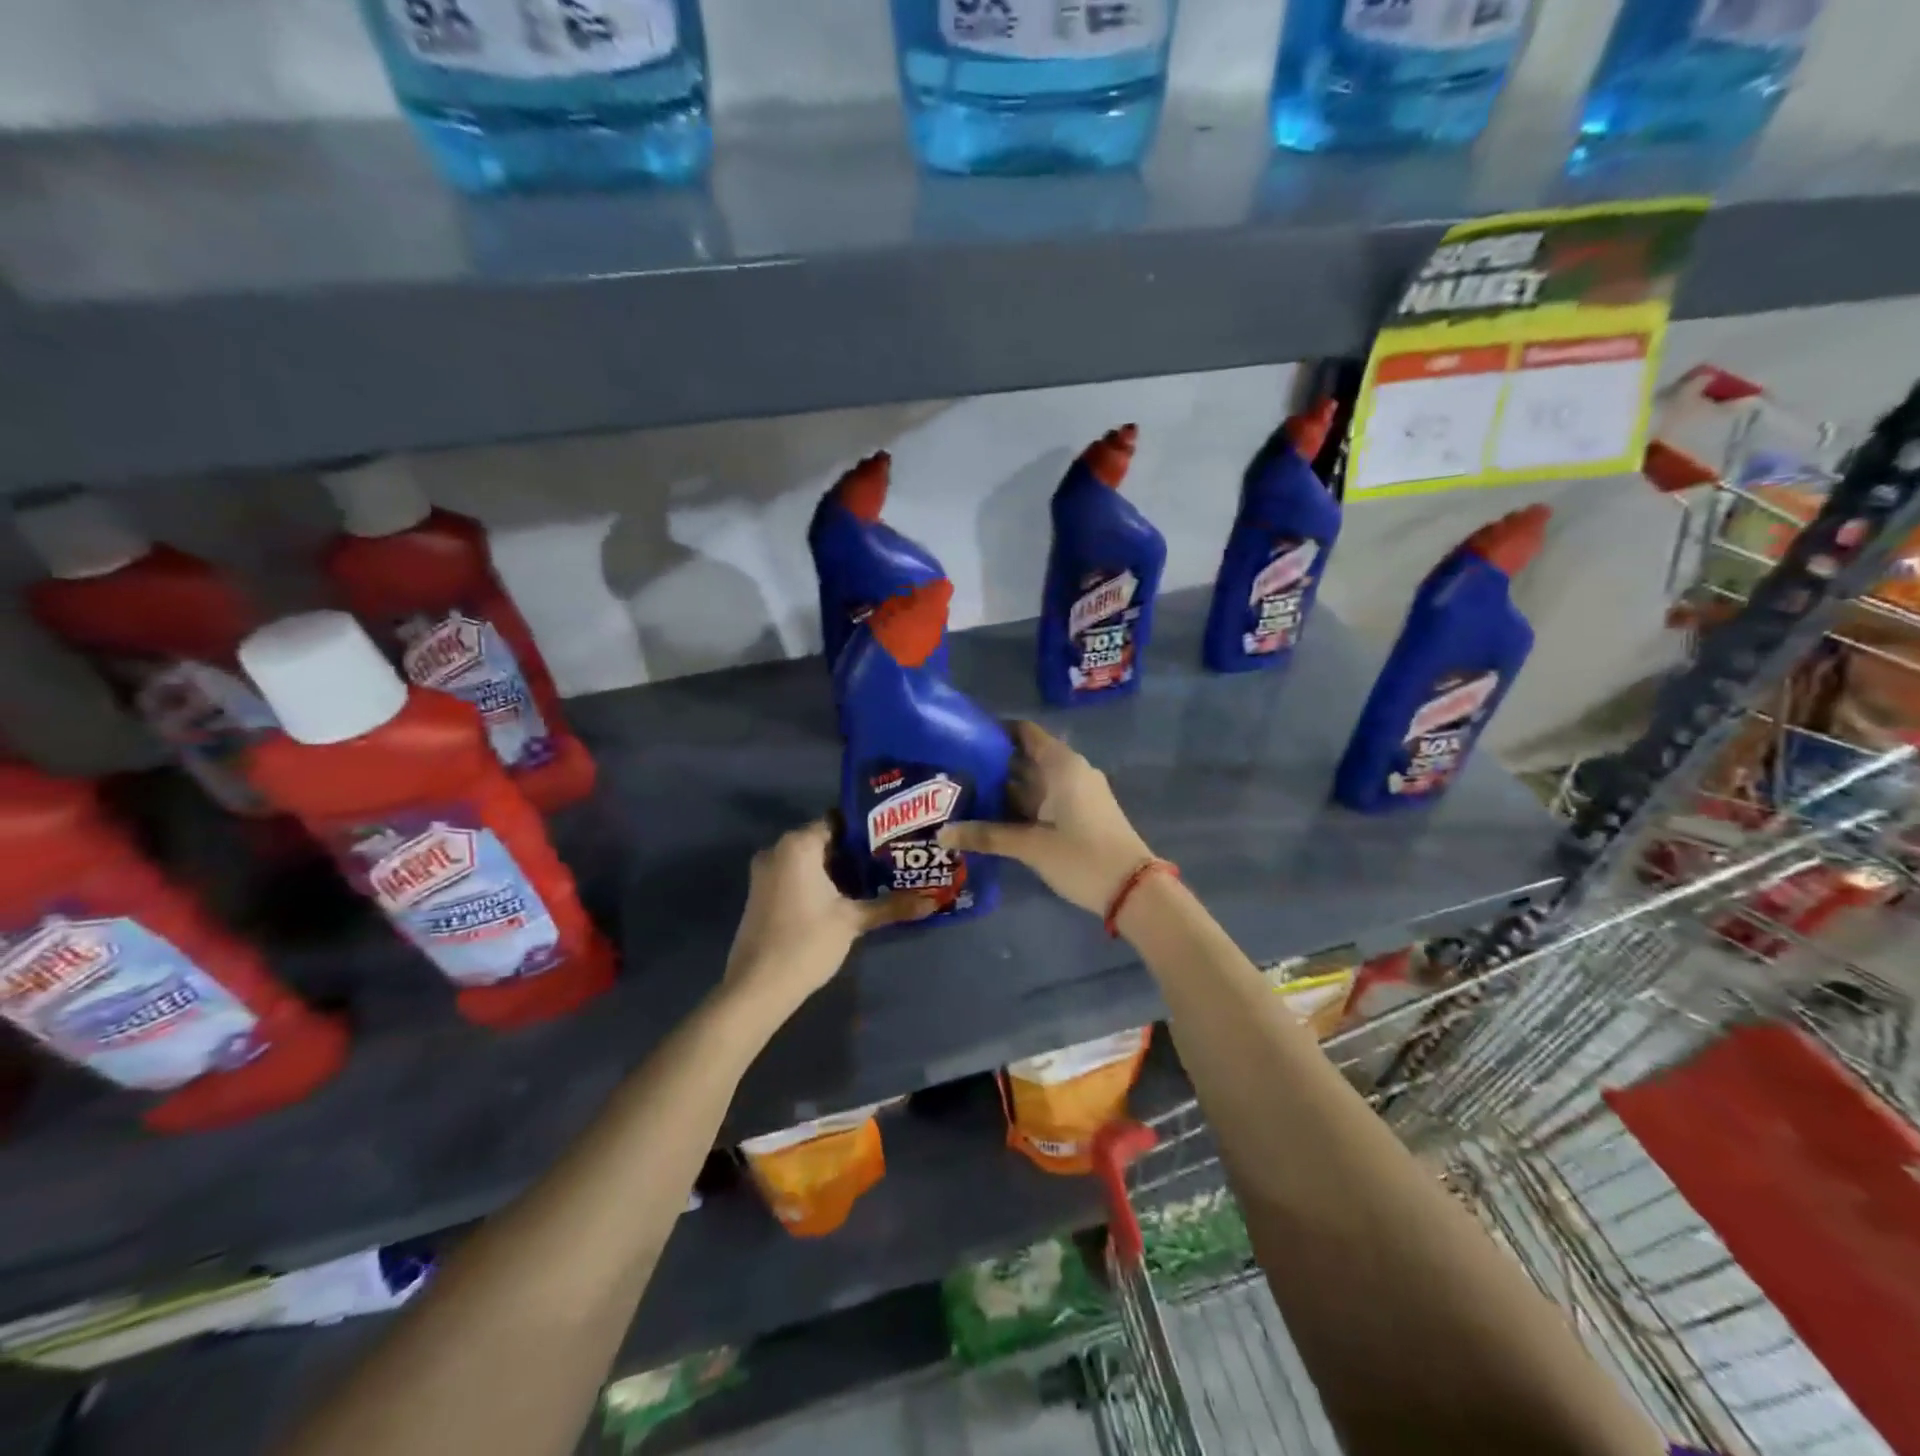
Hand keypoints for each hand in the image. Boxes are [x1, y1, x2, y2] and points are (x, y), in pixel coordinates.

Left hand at [723, 820, 932, 1016]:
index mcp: (798, 845)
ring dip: (839, 869)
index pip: (838, 821)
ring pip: (810, 860)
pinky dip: (819, 881)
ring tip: (876, 878)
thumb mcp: (852, 921)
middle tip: (892, 859)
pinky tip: (846, 898)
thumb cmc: (806, 942)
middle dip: (856, 851)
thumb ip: (892, 905)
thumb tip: (933, 901)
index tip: (893, 838)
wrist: (756, 988)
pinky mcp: (762, 895)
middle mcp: (777, 850)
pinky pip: (796, 875)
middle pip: (825, 840)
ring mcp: (765, 873)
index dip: (867, 829)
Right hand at [938, 721, 1154, 916]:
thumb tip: (942, 833)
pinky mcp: (1080, 814)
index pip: (1024, 733)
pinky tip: (992, 817)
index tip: (963, 737)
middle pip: (1025, 758)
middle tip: (953, 772)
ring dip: (1004, 789)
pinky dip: (1020, 805)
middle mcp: (1070, 771)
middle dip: (992, 765)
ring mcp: (1077, 794)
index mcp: (1061, 765)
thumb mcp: (1031, 846)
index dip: (995, 732)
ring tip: (964, 794)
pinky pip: (1044, 800)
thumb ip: (987, 835)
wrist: (1134, 889)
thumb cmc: (1082, 856)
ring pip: (1033, 783)